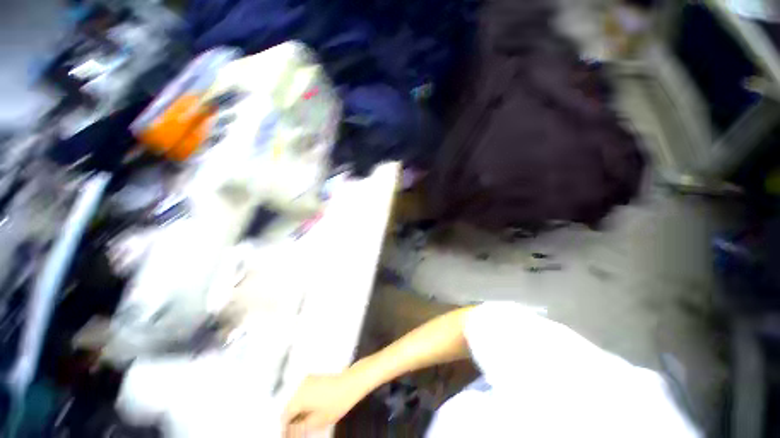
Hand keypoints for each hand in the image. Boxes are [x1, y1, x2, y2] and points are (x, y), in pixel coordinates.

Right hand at [283, 372, 369, 436]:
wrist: (352, 382)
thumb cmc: (337, 400)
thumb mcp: (318, 421)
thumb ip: (302, 428)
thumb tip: (293, 432)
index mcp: (299, 397)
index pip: (284, 416)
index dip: (286, 428)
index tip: (289, 434)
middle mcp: (301, 386)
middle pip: (290, 406)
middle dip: (293, 419)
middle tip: (298, 431)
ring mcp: (309, 380)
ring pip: (297, 399)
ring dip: (299, 411)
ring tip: (306, 423)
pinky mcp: (315, 378)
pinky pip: (305, 392)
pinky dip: (305, 402)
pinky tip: (312, 411)